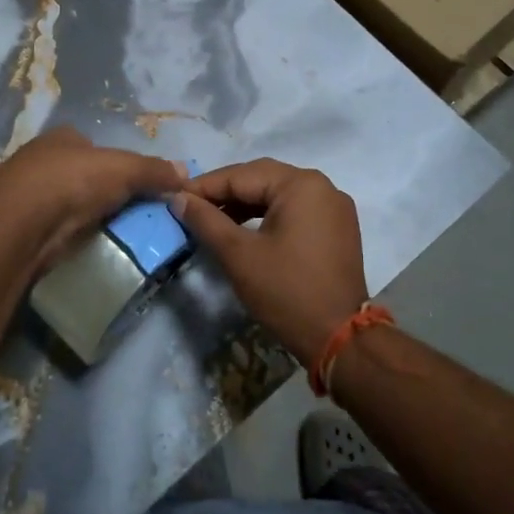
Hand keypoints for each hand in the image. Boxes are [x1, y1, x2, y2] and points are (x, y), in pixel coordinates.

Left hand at [0, 127, 187, 276]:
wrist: (23, 224)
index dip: (117, 162)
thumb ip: (154, 170)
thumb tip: (185, 173)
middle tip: (134, 211)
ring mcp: (31, 195)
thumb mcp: (124, 169)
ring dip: (90, 215)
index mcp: (62, 137)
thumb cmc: (73, 181)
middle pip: (84, 174)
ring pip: (71, 202)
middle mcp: (43, 160)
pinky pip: (61, 228)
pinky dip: (75, 234)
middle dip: (104, 190)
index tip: (137, 183)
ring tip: (120, 232)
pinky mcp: (26, 227)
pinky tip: (91, 244)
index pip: (94, 145)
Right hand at [169, 159, 367, 363]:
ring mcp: (334, 207)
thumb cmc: (286, 291)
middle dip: (225, 192)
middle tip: (191, 207)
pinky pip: (295, 210)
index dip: (204, 186)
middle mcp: (322, 186)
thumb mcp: (238, 255)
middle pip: (262, 179)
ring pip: (278, 194)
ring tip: (213, 220)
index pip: (242, 175)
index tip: (174, 196)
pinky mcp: (337, 228)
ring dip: (245, 204)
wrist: (339, 338)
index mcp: (301, 184)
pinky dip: (267, 216)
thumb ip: (206, 220)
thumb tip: (179, 198)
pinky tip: (245, 231)